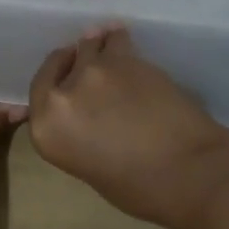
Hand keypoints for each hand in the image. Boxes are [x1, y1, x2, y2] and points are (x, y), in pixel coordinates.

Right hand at [28, 25, 228, 228]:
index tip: (65, 72)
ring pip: (90, 45)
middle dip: (74, 62)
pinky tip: (127, 42)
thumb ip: (76, 132)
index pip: (39, 89)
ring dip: (99, 48)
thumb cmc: (140, 188)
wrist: (188, 171)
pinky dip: (120, 40)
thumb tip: (86, 112)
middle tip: (90, 65)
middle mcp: (62, 95)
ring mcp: (94, 71)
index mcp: (46, 129)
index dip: (54, 77)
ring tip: (112, 50)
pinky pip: (117, 40)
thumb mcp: (89, 165)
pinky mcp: (126, 57)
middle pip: (63, 62)